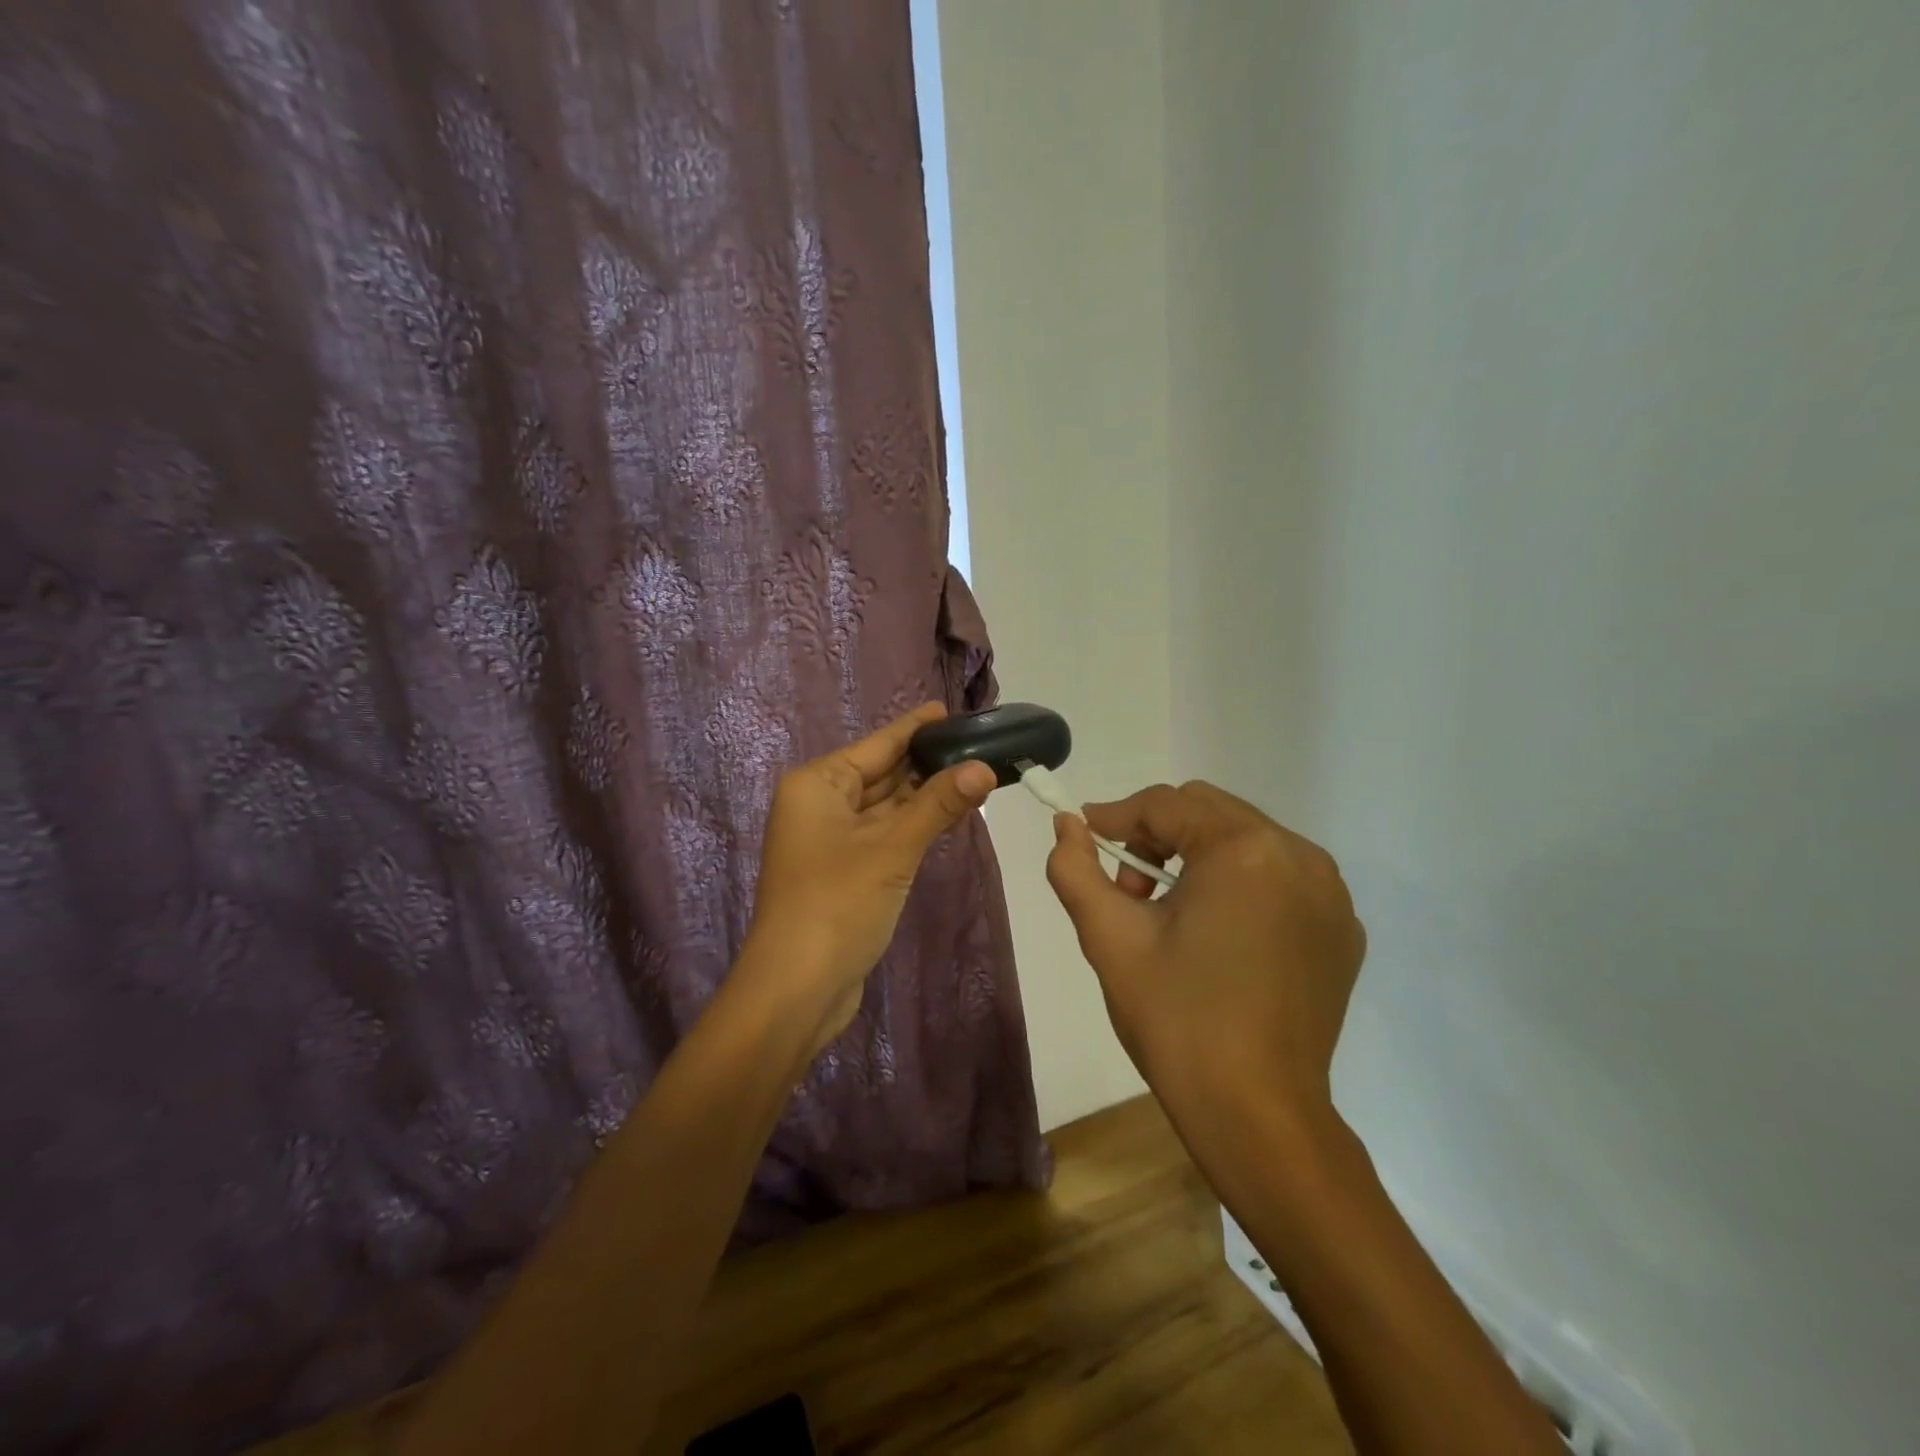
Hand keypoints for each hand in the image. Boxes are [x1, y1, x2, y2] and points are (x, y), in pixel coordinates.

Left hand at [743, 703, 996, 1058]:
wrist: (797, 988)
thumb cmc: (837, 903)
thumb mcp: (892, 848)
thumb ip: (938, 805)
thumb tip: (984, 768)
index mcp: (818, 784)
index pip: (878, 745)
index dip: (916, 727)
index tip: (952, 710)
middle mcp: (820, 804)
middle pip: (882, 773)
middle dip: (928, 763)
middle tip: (979, 745)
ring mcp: (831, 840)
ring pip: (886, 806)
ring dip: (925, 796)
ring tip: (975, 773)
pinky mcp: (844, 871)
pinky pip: (885, 834)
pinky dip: (914, 825)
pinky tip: (949, 815)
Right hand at [1044, 781, 1366, 1121]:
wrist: (1257, 1114)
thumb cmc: (1176, 1019)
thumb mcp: (1109, 937)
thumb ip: (1075, 867)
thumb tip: (1067, 824)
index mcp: (1244, 849)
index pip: (1165, 804)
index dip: (1116, 816)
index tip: (1086, 838)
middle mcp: (1299, 855)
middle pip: (1208, 811)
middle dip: (1158, 835)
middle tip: (1131, 890)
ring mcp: (1330, 893)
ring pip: (1245, 839)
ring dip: (1198, 856)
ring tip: (1172, 915)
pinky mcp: (1343, 929)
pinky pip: (1280, 877)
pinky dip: (1240, 884)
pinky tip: (1219, 936)